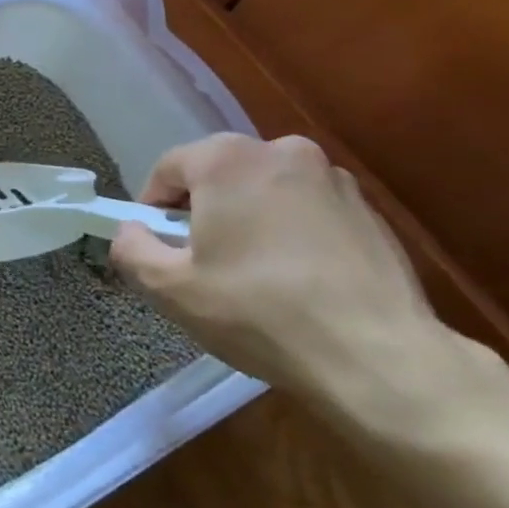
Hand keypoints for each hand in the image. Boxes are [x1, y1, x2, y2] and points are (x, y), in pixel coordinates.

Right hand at [110, 133, 453, 409]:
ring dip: (248, 220)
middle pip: (218, 174)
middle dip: (202, 211)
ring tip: (252, 275)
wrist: (377, 356)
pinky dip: (291, 233)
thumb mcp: (168, 288)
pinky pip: (307, 211)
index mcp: (227, 159)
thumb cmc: (258, 311)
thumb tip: (131, 231)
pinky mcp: (369, 210)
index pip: (168, 168)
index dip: (152, 207)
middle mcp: (281, 151)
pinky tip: (296, 281)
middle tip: (200, 262)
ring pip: (264, 191)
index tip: (158, 247)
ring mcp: (332, 178)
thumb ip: (131, 249)